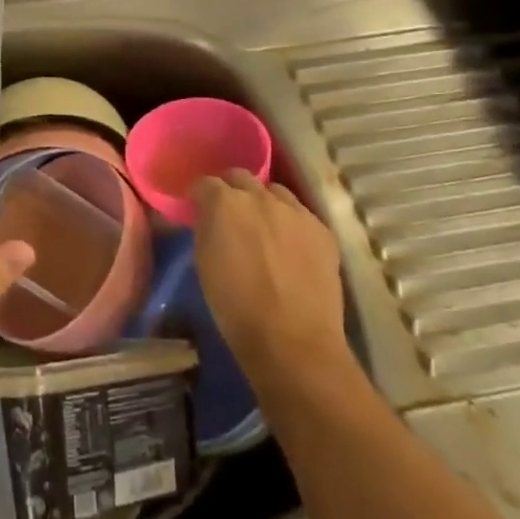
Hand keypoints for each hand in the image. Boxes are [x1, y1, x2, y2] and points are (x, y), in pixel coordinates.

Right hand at [192, 170, 349, 382]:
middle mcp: (259, 196)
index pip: (205, 183)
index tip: (197, 209)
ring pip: (274, 191)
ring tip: (264, 227)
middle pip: (240, 177)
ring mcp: (295, 211)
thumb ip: (206, 229)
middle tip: (229, 215)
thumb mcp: (203, 262)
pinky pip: (301, 214)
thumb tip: (207, 219)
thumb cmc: (235, 308)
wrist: (292, 341)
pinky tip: (291, 247)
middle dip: (231, 190)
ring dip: (264, 202)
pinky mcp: (322, 229)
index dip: (199, 196)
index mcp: (223, 203)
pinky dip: (291, 223)